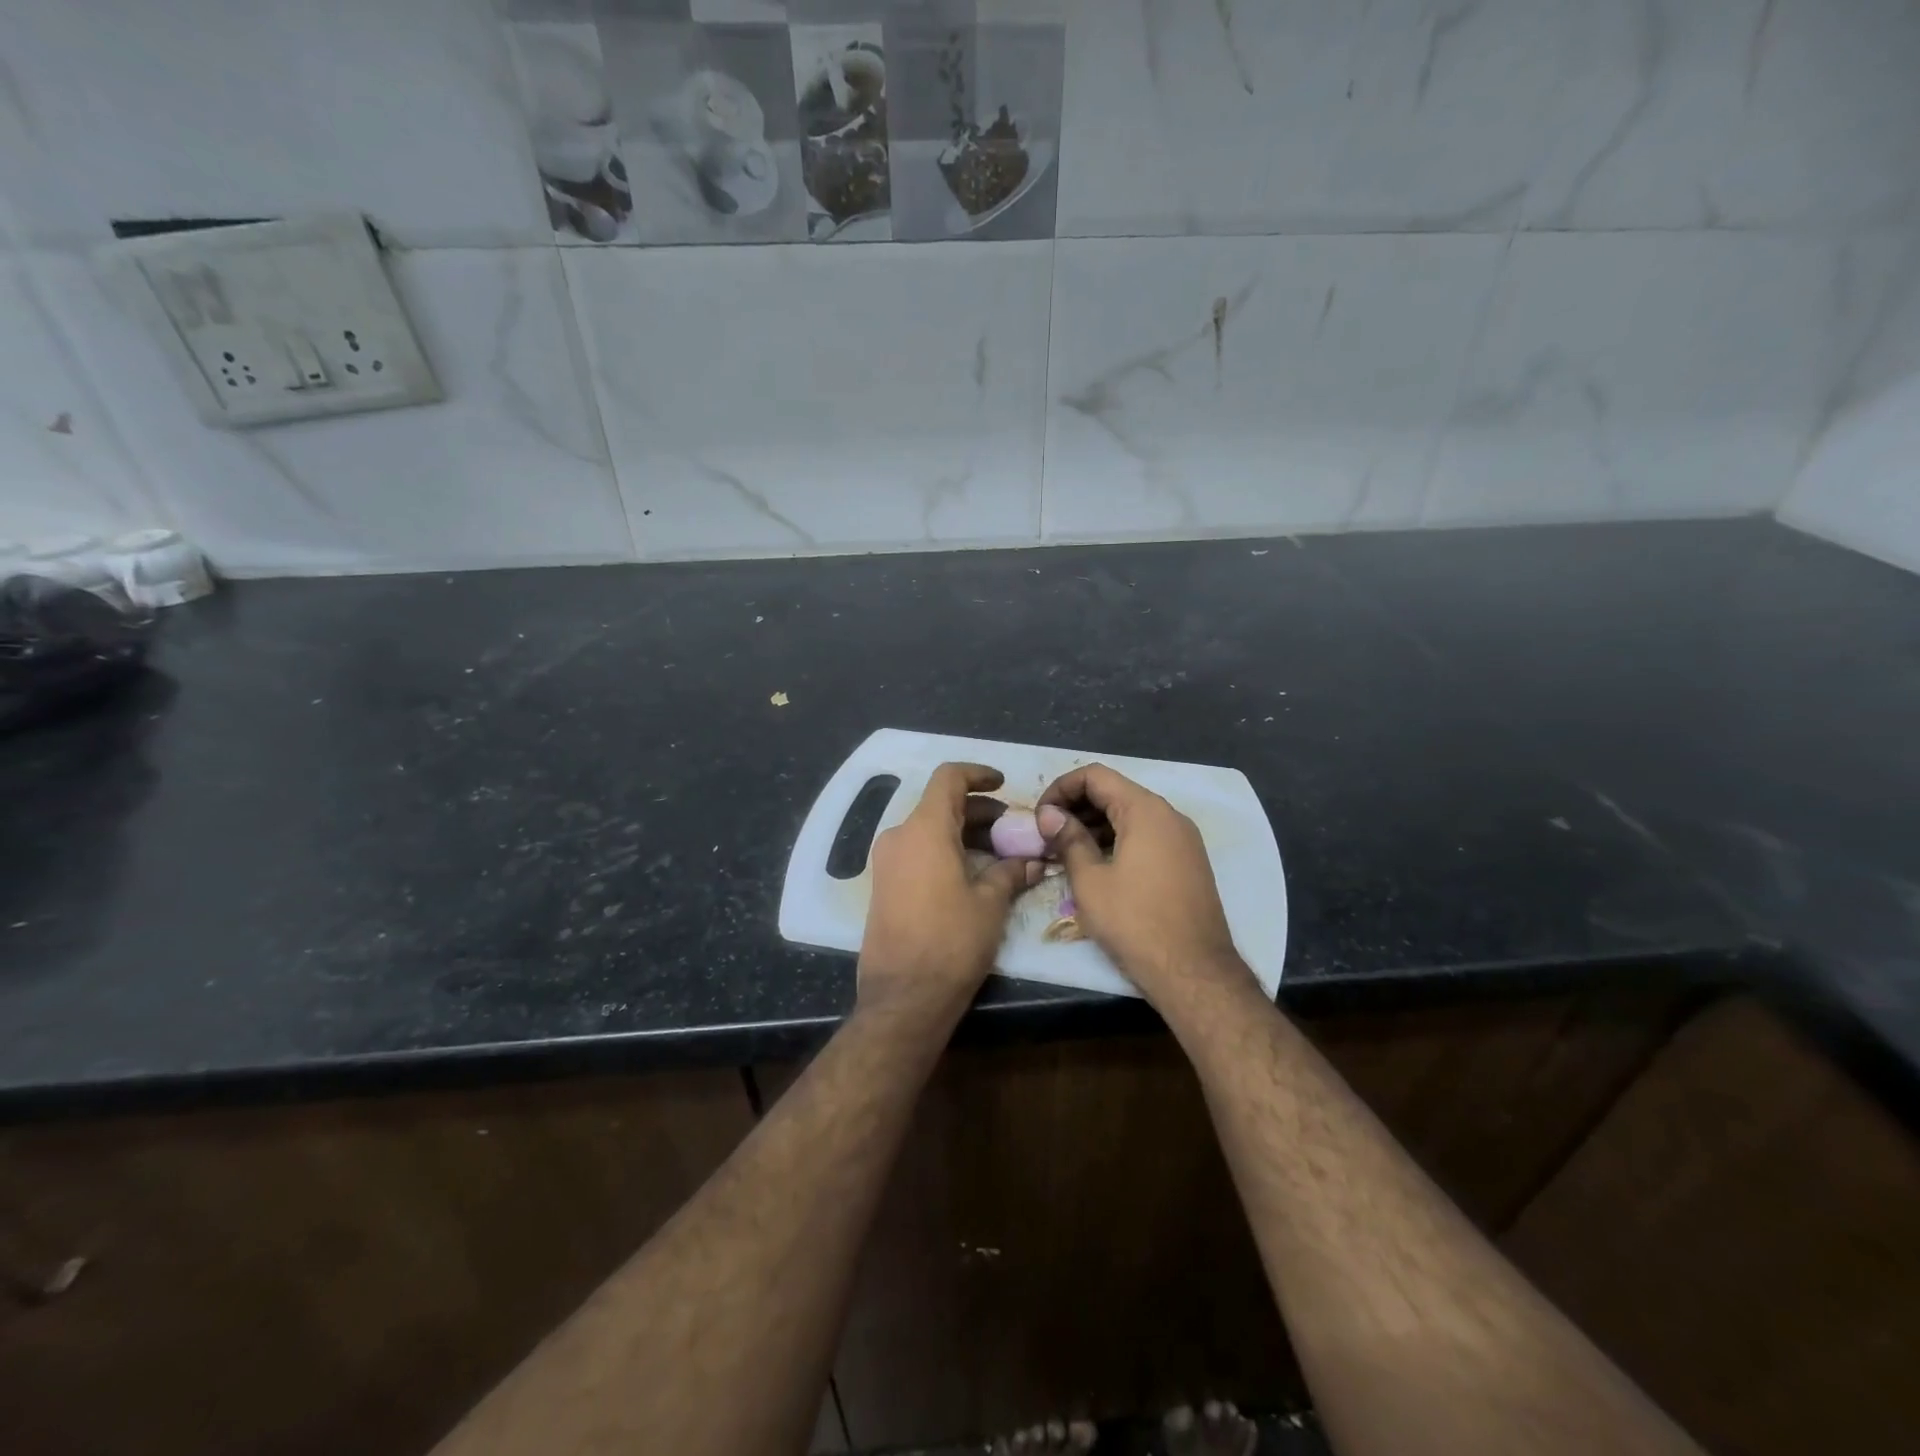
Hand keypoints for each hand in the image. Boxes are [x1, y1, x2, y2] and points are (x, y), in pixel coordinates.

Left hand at [859, 762, 1041, 1012]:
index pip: (949, 779)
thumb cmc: (952, 942)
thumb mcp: (990, 904)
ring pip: (929, 829)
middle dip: (978, 811)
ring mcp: (887, 862)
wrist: (904, 997)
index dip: (978, 774)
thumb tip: (1032, 862)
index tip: (1003, 784)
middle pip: (940, 805)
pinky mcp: (884, 885)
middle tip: (1012, 828)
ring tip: (999, 852)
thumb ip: (1011, 873)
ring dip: (963, 832)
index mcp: (924, 829)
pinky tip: (972, 873)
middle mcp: (899, 837)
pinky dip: (945, 850)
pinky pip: (917, 852)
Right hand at [1038, 764, 1254, 1012]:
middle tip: (1047, 834)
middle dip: (1076, 806)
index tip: (1040, 816)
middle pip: (1115, 792)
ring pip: (1131, 815)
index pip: (1095, 776)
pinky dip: (1118, 839)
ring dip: (1095, 824)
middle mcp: (1169, 815)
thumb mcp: (1090, 881)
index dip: (1061, 788)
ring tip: (1065, 851)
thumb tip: (1049, 815)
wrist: (1194, 972)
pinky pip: (1147, 835)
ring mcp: (1183, 839)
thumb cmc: (1135, 923)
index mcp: (1145, 810)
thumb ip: (1068, 840)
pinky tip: (1096, 864)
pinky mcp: (1188, 861)